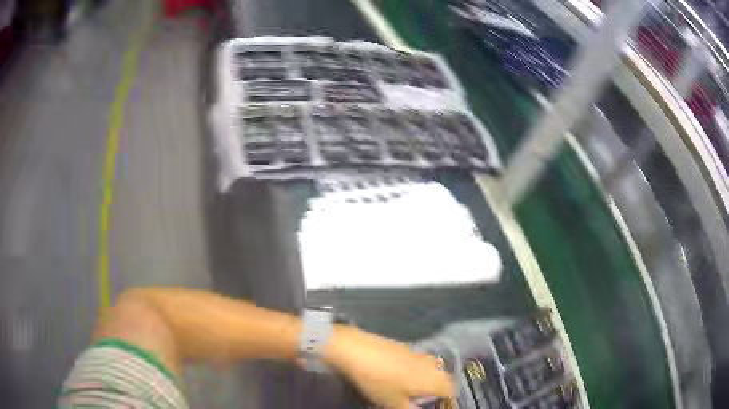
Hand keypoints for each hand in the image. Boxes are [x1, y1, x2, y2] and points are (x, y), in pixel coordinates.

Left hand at [326, 326, 454, 408]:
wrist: (357, 351)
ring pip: (431, 369)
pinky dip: (415, 370)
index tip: (435, 404)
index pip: (452, 390)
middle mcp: (432, 364)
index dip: (446, 400)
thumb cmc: (379, 382)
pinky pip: (418, 362)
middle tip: (420, 399)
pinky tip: (397, 375)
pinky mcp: (406, 347)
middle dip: (436, 390)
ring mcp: (419, 353)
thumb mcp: (394, 403)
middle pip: (443, 379)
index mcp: (434, 379)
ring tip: (409, 389)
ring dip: (426, 379)